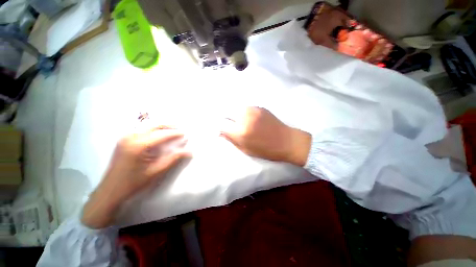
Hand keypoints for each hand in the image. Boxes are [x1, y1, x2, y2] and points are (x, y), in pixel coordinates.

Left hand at [82, 129, 190, 228]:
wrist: (110, 191)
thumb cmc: (134, 182)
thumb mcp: (156, 171)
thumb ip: (173, 159)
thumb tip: (189, 151)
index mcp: (139, 145)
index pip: (162, 135)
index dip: (175, 133)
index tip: (185, 134)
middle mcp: (131, 137)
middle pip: (154, 126)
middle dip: (168, 126)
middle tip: (179, 128)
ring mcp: (125, 137)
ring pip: (147, 126)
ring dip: (160, 127)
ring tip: (171, 130)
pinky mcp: (123, 140)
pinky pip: (141, 130)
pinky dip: (152, 130)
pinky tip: (157, 135)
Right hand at [220, 107, 310, 165]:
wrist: (287, 141)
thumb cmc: (266, 150)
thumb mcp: (247, 150)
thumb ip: (232, 140)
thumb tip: (220, 133)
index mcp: (241, 132)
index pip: (221, 124)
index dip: (220, 127)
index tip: (222, 129)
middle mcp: (245, 118)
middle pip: (227, 112)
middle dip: (226, 118)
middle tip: (229, 124)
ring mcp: (253, 110)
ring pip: (236, 108)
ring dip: (234, 114)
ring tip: (238, 121)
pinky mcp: (259, 107)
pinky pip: (245, 107)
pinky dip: (242, 112)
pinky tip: (247, 117)